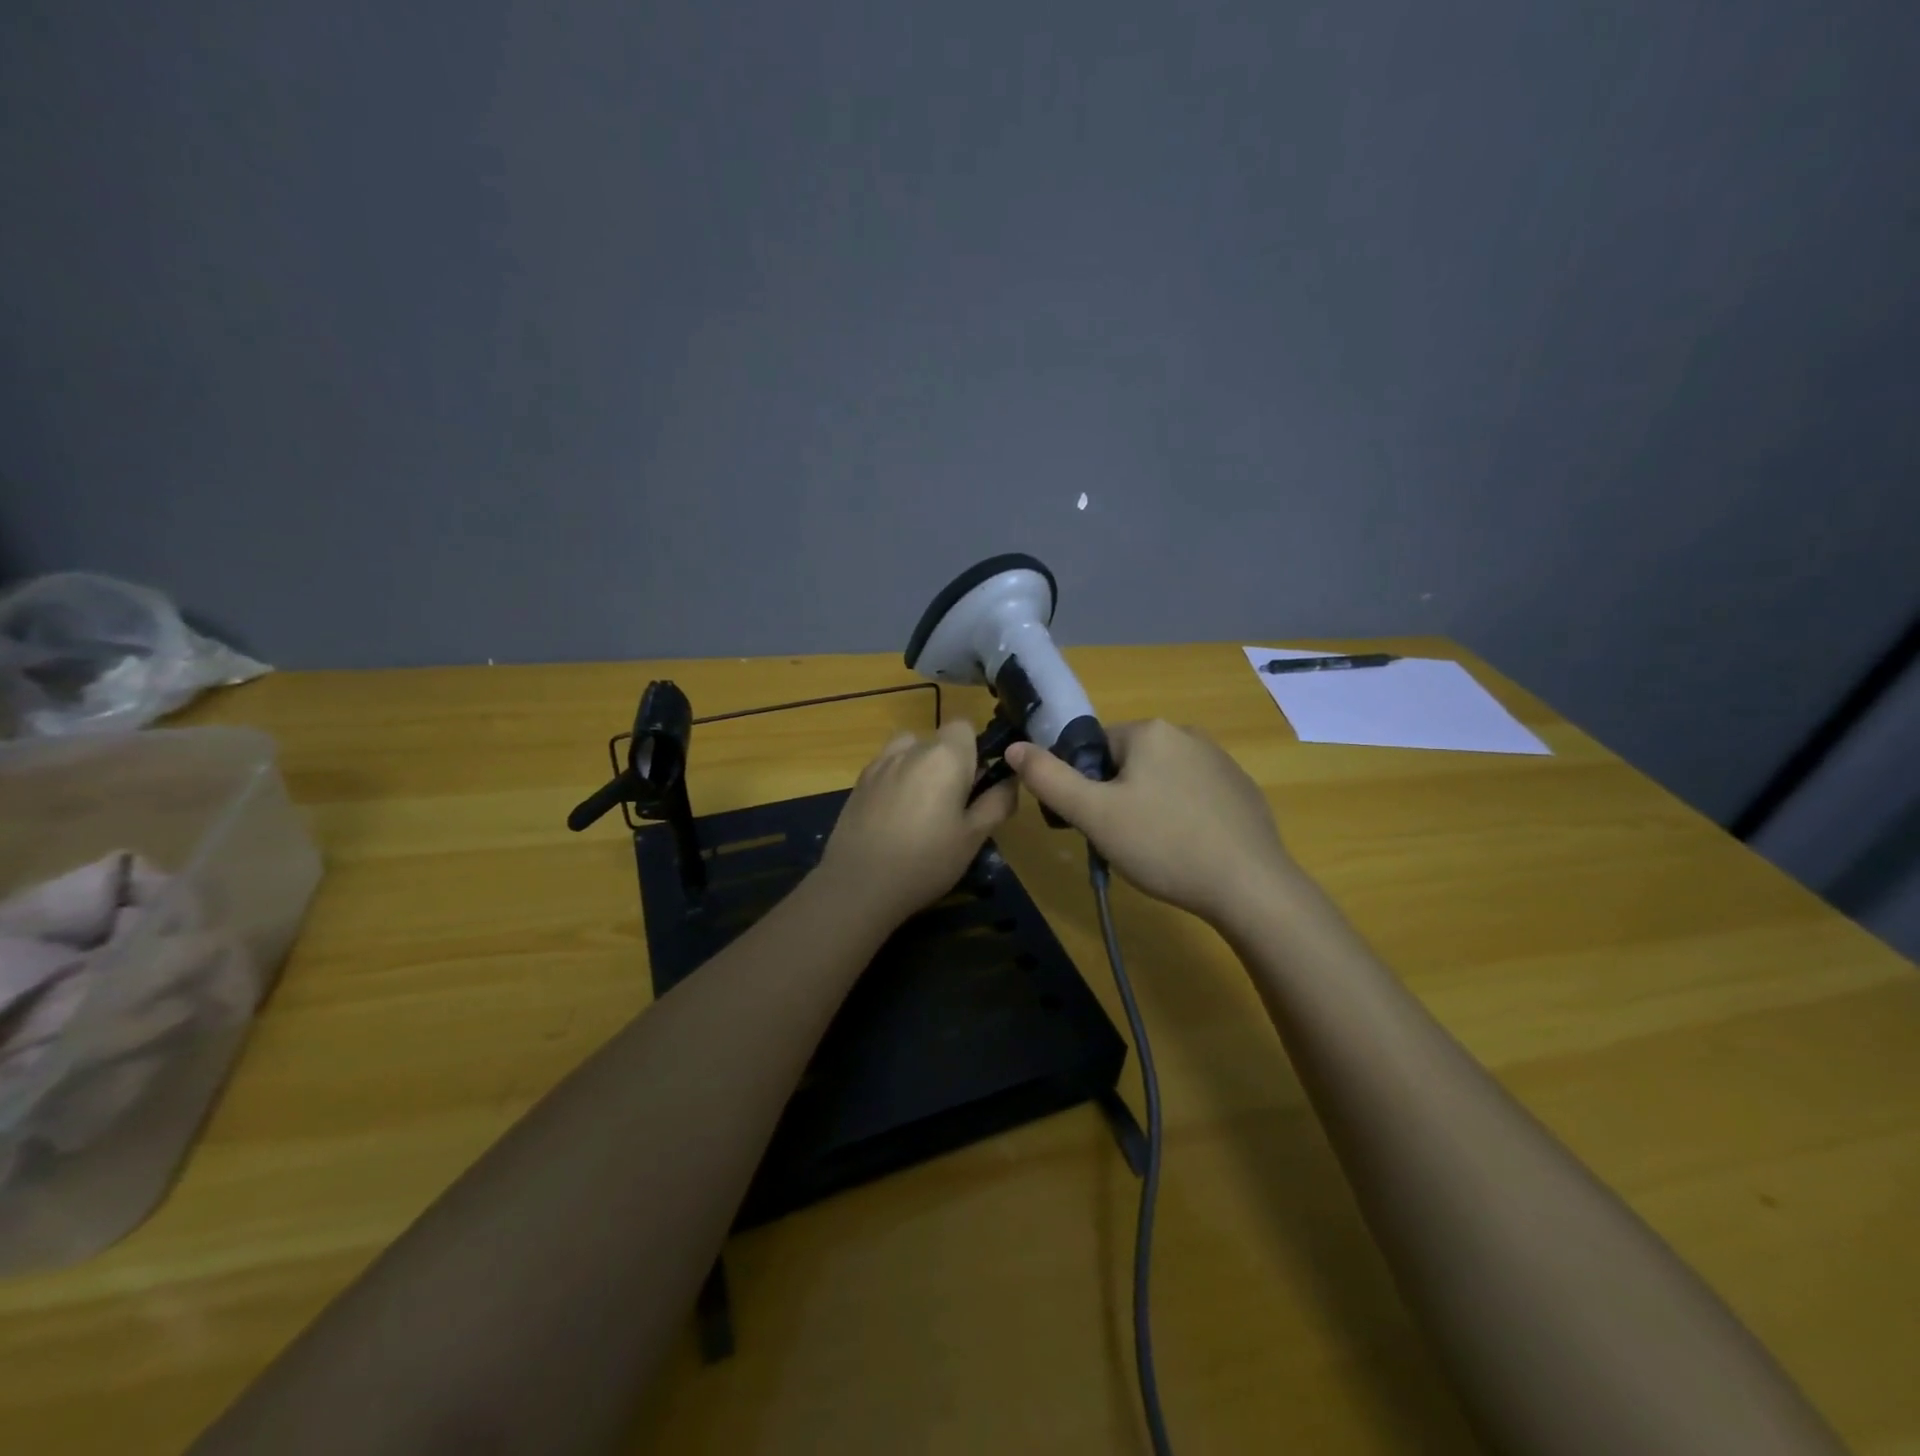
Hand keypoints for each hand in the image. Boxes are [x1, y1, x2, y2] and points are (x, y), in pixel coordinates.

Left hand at [816, 719, 1017, 925]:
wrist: (859, 885)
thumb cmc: (926, 861)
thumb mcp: (974, 837)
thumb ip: (997, 802)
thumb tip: (1010, 780)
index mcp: (944, 756)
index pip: (964, 726)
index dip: (974, 749)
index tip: (977, 783)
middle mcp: (910, 749)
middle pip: (936, 740)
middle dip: (948, 763)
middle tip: (953, 806)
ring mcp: (879, 764)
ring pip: (908, 752)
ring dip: (919, 768)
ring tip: (921, 808)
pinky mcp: (858, 783)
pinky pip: (887, 769)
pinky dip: (896, 782)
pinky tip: (894, 818)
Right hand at [1004, 720, 1299, 926]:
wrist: (1250, 886)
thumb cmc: (1164, 845)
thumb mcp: (1094, 815)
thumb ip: (1049, 779)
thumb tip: (1014, 747)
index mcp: (1149, 731)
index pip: (1094, 748)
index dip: (1086, 787)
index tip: (1094, 823)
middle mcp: (1186, 733)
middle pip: (1127, 763)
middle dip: (1117, 797)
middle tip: (1122, 841)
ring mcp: (1220, 760)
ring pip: (1160, 780)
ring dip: (1148, 807)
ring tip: (1156, 851)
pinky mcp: (1241, 789)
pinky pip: (1193, 795)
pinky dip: (1182, 816)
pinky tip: (1188, 850)